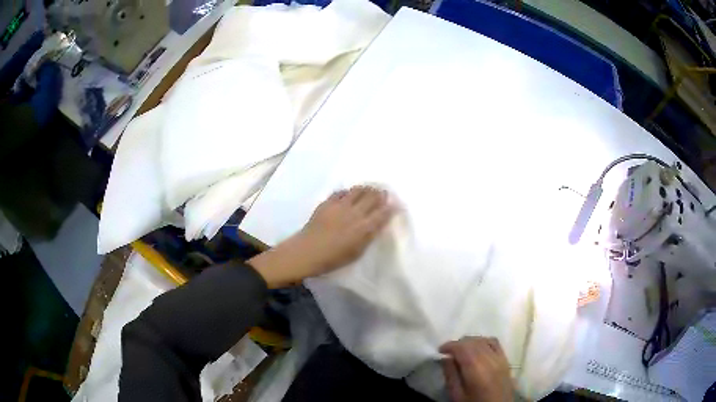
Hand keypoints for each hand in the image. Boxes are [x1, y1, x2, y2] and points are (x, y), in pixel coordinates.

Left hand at [248, 186, 393, 287]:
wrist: (307, 252)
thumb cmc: (333, 259)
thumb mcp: (356, 252)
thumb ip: (368, 237)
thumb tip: (376, 225)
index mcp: (364, 228)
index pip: (383, 213)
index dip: (392, 207)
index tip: (396, 204)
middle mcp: (355, 213)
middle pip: (373, 197)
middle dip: (381, 194)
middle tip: (384, 193)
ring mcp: (340, 205)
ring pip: (358, 190)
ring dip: (367, 189)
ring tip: (369, 189)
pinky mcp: (328, 202)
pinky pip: (342, 192)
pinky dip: (349, 192)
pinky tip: (349, 194)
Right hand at [440, 337, 513, 401]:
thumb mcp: (457, 395)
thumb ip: (451, 376)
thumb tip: (446, 358)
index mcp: (476, 369)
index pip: (462, 347)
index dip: (449, 345)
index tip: (440, 351)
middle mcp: (489, 359)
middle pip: (473, 342)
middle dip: (458, 344)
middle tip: (448, 353)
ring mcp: (500, 358)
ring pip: (483, 340)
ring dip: (470, 342)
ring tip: (461, 351)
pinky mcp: (505, 360)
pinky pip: (495, 343)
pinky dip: (484, 342)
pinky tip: (478, 348)